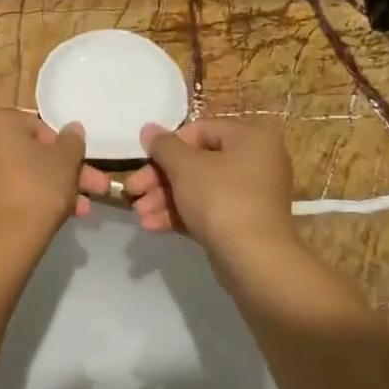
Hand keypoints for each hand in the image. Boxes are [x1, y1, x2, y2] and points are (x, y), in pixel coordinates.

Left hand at [0, 111, 109, 240]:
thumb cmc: (35, 188)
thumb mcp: (66, 161)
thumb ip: (72, 141)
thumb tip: (73, 129)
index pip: (38, 128)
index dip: (64, 150)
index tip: (80, 168)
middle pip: (27, 156)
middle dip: (62, 175)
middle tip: (91, 193)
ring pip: (14, 179)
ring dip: (47, 193)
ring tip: (78, 214)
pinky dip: (18, 206)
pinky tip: (41, 224)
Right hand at [123, 118, 296, 262]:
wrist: (253, 259)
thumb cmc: (221, 199)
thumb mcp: (185, 166)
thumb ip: (163, 145)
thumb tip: (148, 129)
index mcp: (250, 137)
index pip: (200, 130)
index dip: (167, 146)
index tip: (143, 161)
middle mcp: (255, 161)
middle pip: (196, 162)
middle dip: (160, 179)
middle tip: (133, 192)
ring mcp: (250, 195)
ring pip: (198, 189)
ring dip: (164, 199)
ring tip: (139, 214)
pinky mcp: (242, 223)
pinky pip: (207, 210)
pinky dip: (180, 215)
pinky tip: (152, 226)